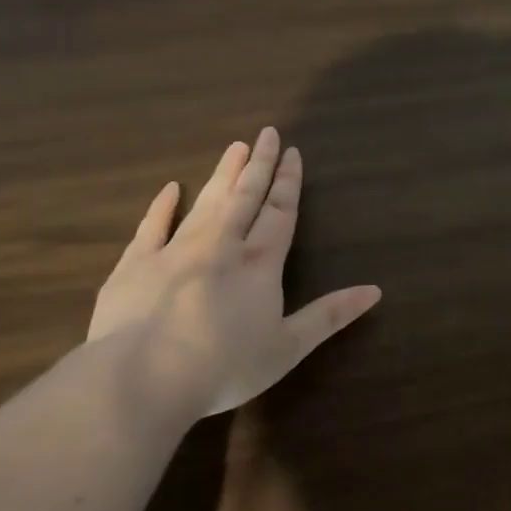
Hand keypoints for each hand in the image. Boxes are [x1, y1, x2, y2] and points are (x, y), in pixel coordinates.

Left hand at [90, 128, 380, 418]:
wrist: (143, 376)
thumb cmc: (224, 366)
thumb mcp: (288, 347)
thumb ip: (329, 316)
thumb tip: (374, 291)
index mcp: (260, 264)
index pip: (279, 213)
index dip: (288, 183)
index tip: (292, 153)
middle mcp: (221, 246)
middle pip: (245, 197)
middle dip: (259, 165)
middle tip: (266, 133)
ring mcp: (175, 250)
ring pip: (206, 203)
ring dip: (223, 175)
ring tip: (234, 148)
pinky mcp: (136, 264)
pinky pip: (152, 226)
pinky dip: (163, 206)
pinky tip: (172, 188)